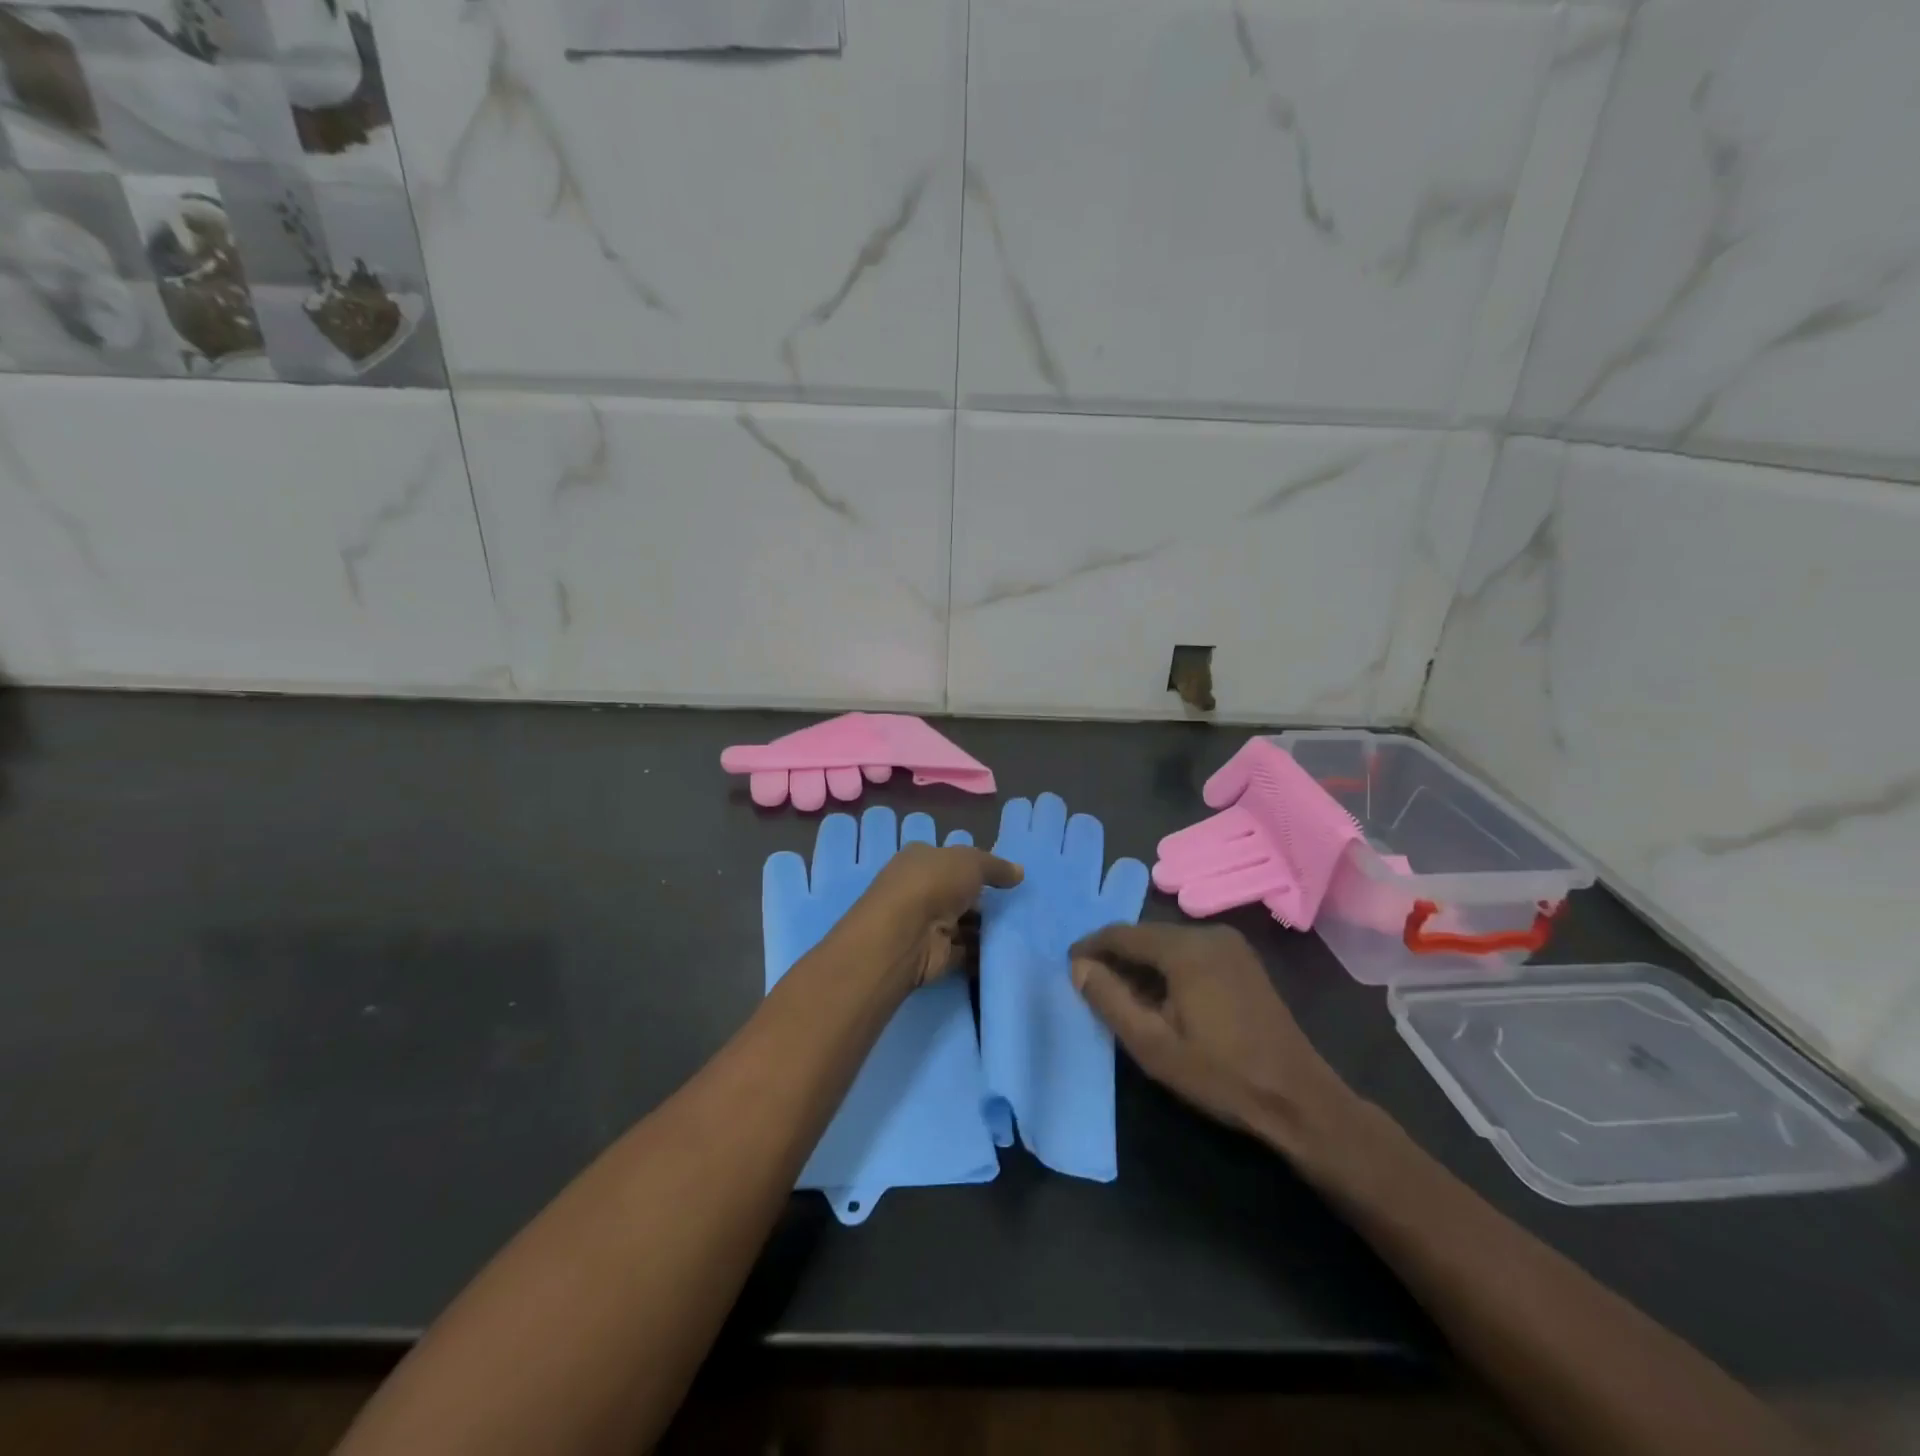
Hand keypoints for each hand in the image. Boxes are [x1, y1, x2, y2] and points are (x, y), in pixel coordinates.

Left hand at [854, 839, 1022, 989]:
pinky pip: (965, 952)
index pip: (950, 860)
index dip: (975, 868)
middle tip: (1015, 906)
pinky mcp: (935, 955)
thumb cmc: (934, 883)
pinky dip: (981, 954)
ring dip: (984, 929)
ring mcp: (926, 924)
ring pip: (962, 924)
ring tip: (1017, 929)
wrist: (906, 934)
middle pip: (957, 894)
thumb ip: (996, 867)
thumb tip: (1019, 872)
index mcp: (920, 860)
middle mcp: (919, 890)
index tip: (1004, 879)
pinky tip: (1005, 952)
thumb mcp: (971, 862)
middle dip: (982, 901)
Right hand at [1069, 923, 1349, 1147]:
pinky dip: (1167, 967)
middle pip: (1146, 935)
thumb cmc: (1220, 1074)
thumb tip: (1078, 967)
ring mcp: (1230, 945)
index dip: (1091, 947)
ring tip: (1120, 994)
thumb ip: (1110, 1000)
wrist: (1298, 1099)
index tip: (1069, 966)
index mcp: (1185, 948)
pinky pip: (1190, 951)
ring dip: (1142, 963)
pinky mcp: (1242, 961)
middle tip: (1091, 984)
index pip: (1122, 934)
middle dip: (1116, 956)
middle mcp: (1207, 934)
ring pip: (1168, 943)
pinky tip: (1160, 996)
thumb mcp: (1153, 1045)